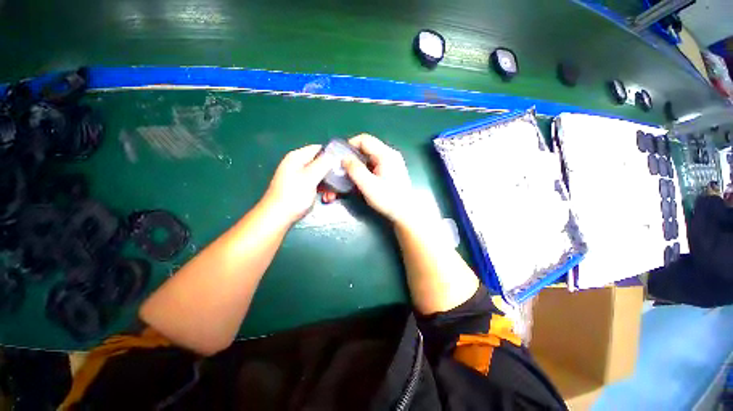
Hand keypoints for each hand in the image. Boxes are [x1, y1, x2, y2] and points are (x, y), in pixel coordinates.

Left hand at [262, 145, 332, 224]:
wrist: (278, 217)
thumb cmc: (293, 195)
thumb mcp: (310, 178)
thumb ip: (323, 164)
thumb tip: (334, 154)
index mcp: (297, 157)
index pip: (319, 148)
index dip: (332, 155)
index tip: (343, 164)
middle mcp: (298, 164)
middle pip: (321, 163)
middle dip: (331, 174)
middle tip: (340, 183)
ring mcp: (299, 176)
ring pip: (320, 175)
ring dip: (329, 185)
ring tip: (332, 196)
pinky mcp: (301, 187)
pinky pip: (316, 184)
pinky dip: (323, 190)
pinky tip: (327, 198)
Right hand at [342, 134, 413, 223]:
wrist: (405, 213)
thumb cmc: (388, 199)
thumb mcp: (368, 185)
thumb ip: (355, 170)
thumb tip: (344, 158)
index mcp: (386, 154)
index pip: (364, 139)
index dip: (349, 145)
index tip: (339, 156)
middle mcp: (390, 154)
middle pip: (367, 147)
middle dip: (353, 155)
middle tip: (343, 167)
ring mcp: (392, 162)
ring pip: (370, 156)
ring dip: (358, 163)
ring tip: (350, 174)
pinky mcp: (391, 170)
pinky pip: (374, 164)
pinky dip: (365, 168)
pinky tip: (361, 179)